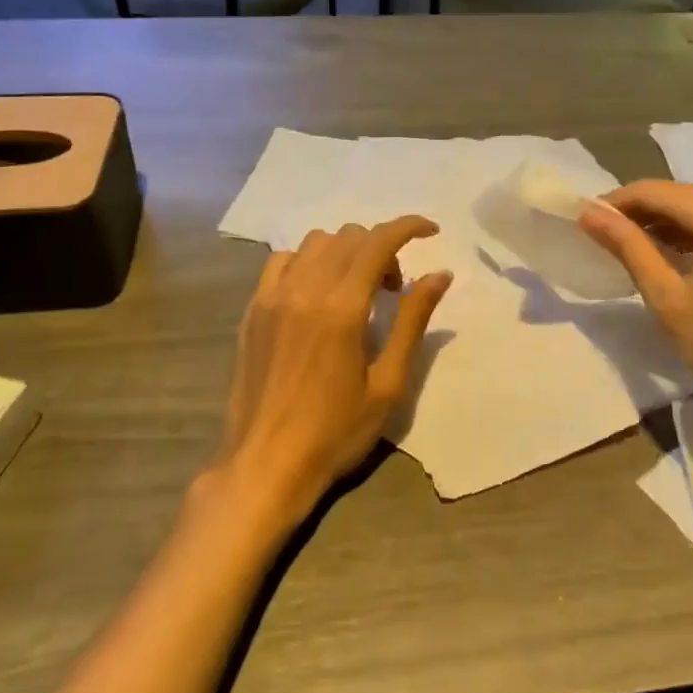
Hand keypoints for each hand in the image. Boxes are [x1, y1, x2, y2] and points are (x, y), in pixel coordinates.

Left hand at [212, 217, 452, 532]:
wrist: (264, 465)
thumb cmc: (335, 432)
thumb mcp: (388, 383)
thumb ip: (413, 321)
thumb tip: (440, 274)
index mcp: (341, 308)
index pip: (378, 242)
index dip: (408, 227)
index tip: (431, 231)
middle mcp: (303, 290)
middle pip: (348, 238)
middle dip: (382, 248)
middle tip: (394, 288)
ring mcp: (272, 297)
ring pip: (315, 243)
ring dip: (346, 251)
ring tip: (357, 289)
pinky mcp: (252, 310)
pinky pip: (283, 262)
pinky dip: (310, 262)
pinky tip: (318, 293)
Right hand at [579, 183, 692, 461]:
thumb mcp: (669, 297)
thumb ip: (628, 247)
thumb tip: (589, 212)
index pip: (653, 191)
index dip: (614, 204)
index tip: (583, 223)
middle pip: (679, 196)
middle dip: (640, 215)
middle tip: (603, 240)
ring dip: (667, 227)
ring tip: (631, 251)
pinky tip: (675, 259)